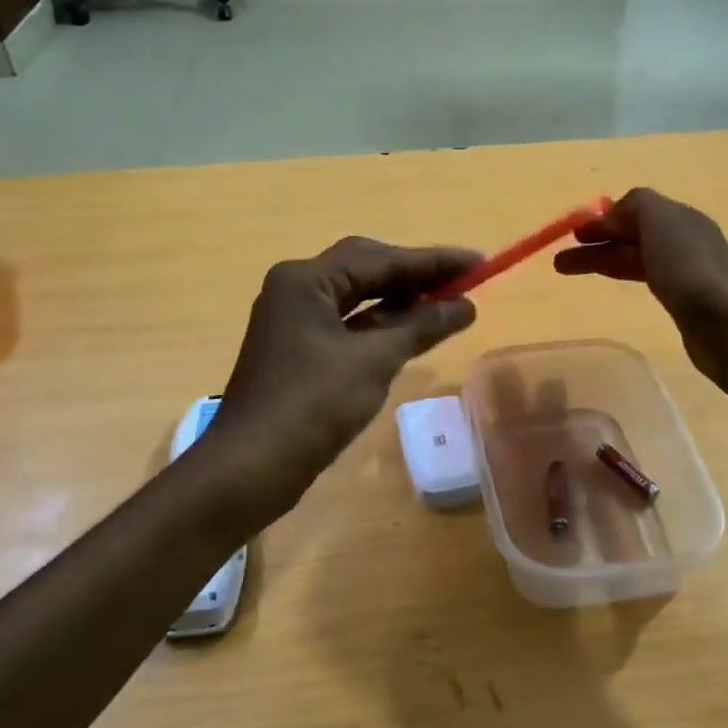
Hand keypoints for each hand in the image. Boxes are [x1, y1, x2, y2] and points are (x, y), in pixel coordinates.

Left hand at [203, 238, 481, 525]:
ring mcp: (294, 320)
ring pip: (358, 297)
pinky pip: (348, 324)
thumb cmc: (311, 406)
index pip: (380, 258)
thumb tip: (465, 306)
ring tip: (448, 304)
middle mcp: (296, 289)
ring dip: (400, 301)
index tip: (478, 261)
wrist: (249, 469)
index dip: (433, 261)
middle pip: (366, 269)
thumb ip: (420, 326)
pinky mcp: (298, 349)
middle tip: (464, 282)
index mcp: (306, 280)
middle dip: (416, 275)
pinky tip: (413, 331)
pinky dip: (381, 325)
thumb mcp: (372, 362)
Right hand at [553, 188, 727, 401]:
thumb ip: (635, 206)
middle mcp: (685, 242)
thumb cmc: (690, 268)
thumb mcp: (659, 219)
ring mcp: (688, 275)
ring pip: (636, 259)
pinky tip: (618, 288)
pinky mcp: (687, 306)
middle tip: (560, 260)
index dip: (602, 221)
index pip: (635, 211)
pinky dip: (625, 278)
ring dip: (603, 261)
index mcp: (680, 219)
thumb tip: (612, 214)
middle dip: (596, 243)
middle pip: (632, 237)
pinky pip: (648, 282)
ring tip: (568, 272)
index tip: (572, 236)